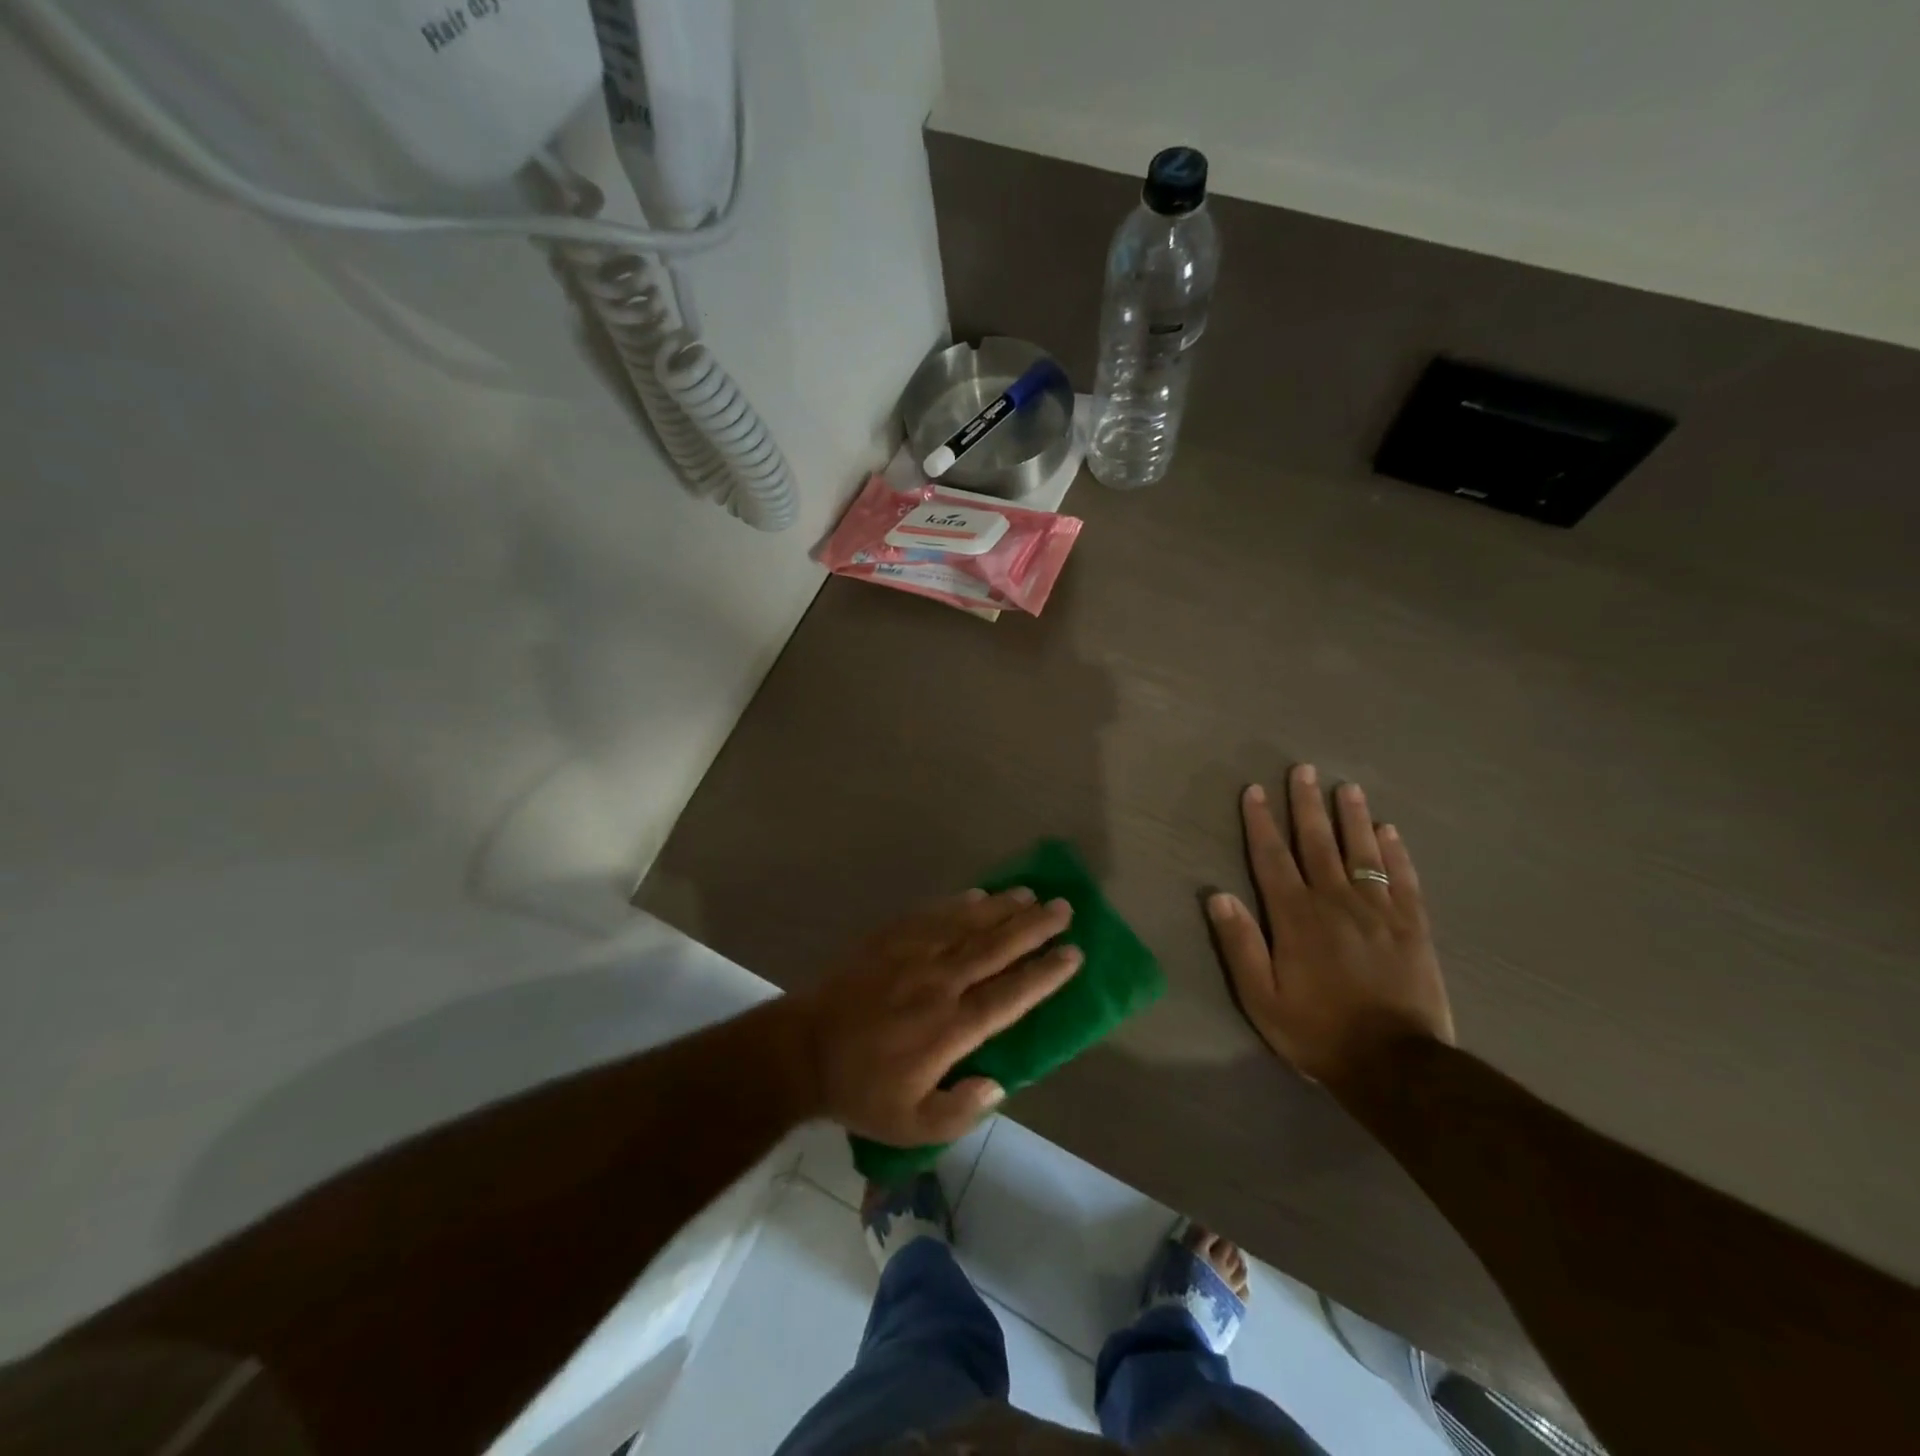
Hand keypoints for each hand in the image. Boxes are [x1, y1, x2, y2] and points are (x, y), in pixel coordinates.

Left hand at [789, 888, 1080, 1144]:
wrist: (801, 1050)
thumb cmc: (860, 1090)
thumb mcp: (911, 1126)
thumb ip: (960, 1111)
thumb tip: (999, 1085)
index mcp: (950, 1028)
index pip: (1010, 995)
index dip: (1045, 974)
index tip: (1073, 953)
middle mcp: (939, 982)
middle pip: (996, 948)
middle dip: (1034, 927)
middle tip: (1063, 909)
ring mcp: (912, 955)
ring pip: (967, 924)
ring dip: (1002, 908)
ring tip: (1030, 893)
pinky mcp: (888, 939)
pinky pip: (931, 914)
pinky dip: (958, 903)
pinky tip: (977, 894)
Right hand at [1207, 764, 1452, 1088]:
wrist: (1396, 1066)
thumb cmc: (1317, 1031)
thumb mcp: (1261, 998)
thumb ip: (1240, 945)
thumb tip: (1217, 896)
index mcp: (1295, 917)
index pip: (1272, 858)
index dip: (1261, 822)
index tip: (1255, 790)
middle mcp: (1335, 902)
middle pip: (1318, 843)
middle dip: (1307, 805)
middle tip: (1303, 769)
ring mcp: (1379, 912)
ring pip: (1362, 853)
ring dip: (1352, 817)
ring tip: (1347, 787)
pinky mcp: (1413, 927)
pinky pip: (1403, 879)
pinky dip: (1396, 853)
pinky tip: (1389, 831)